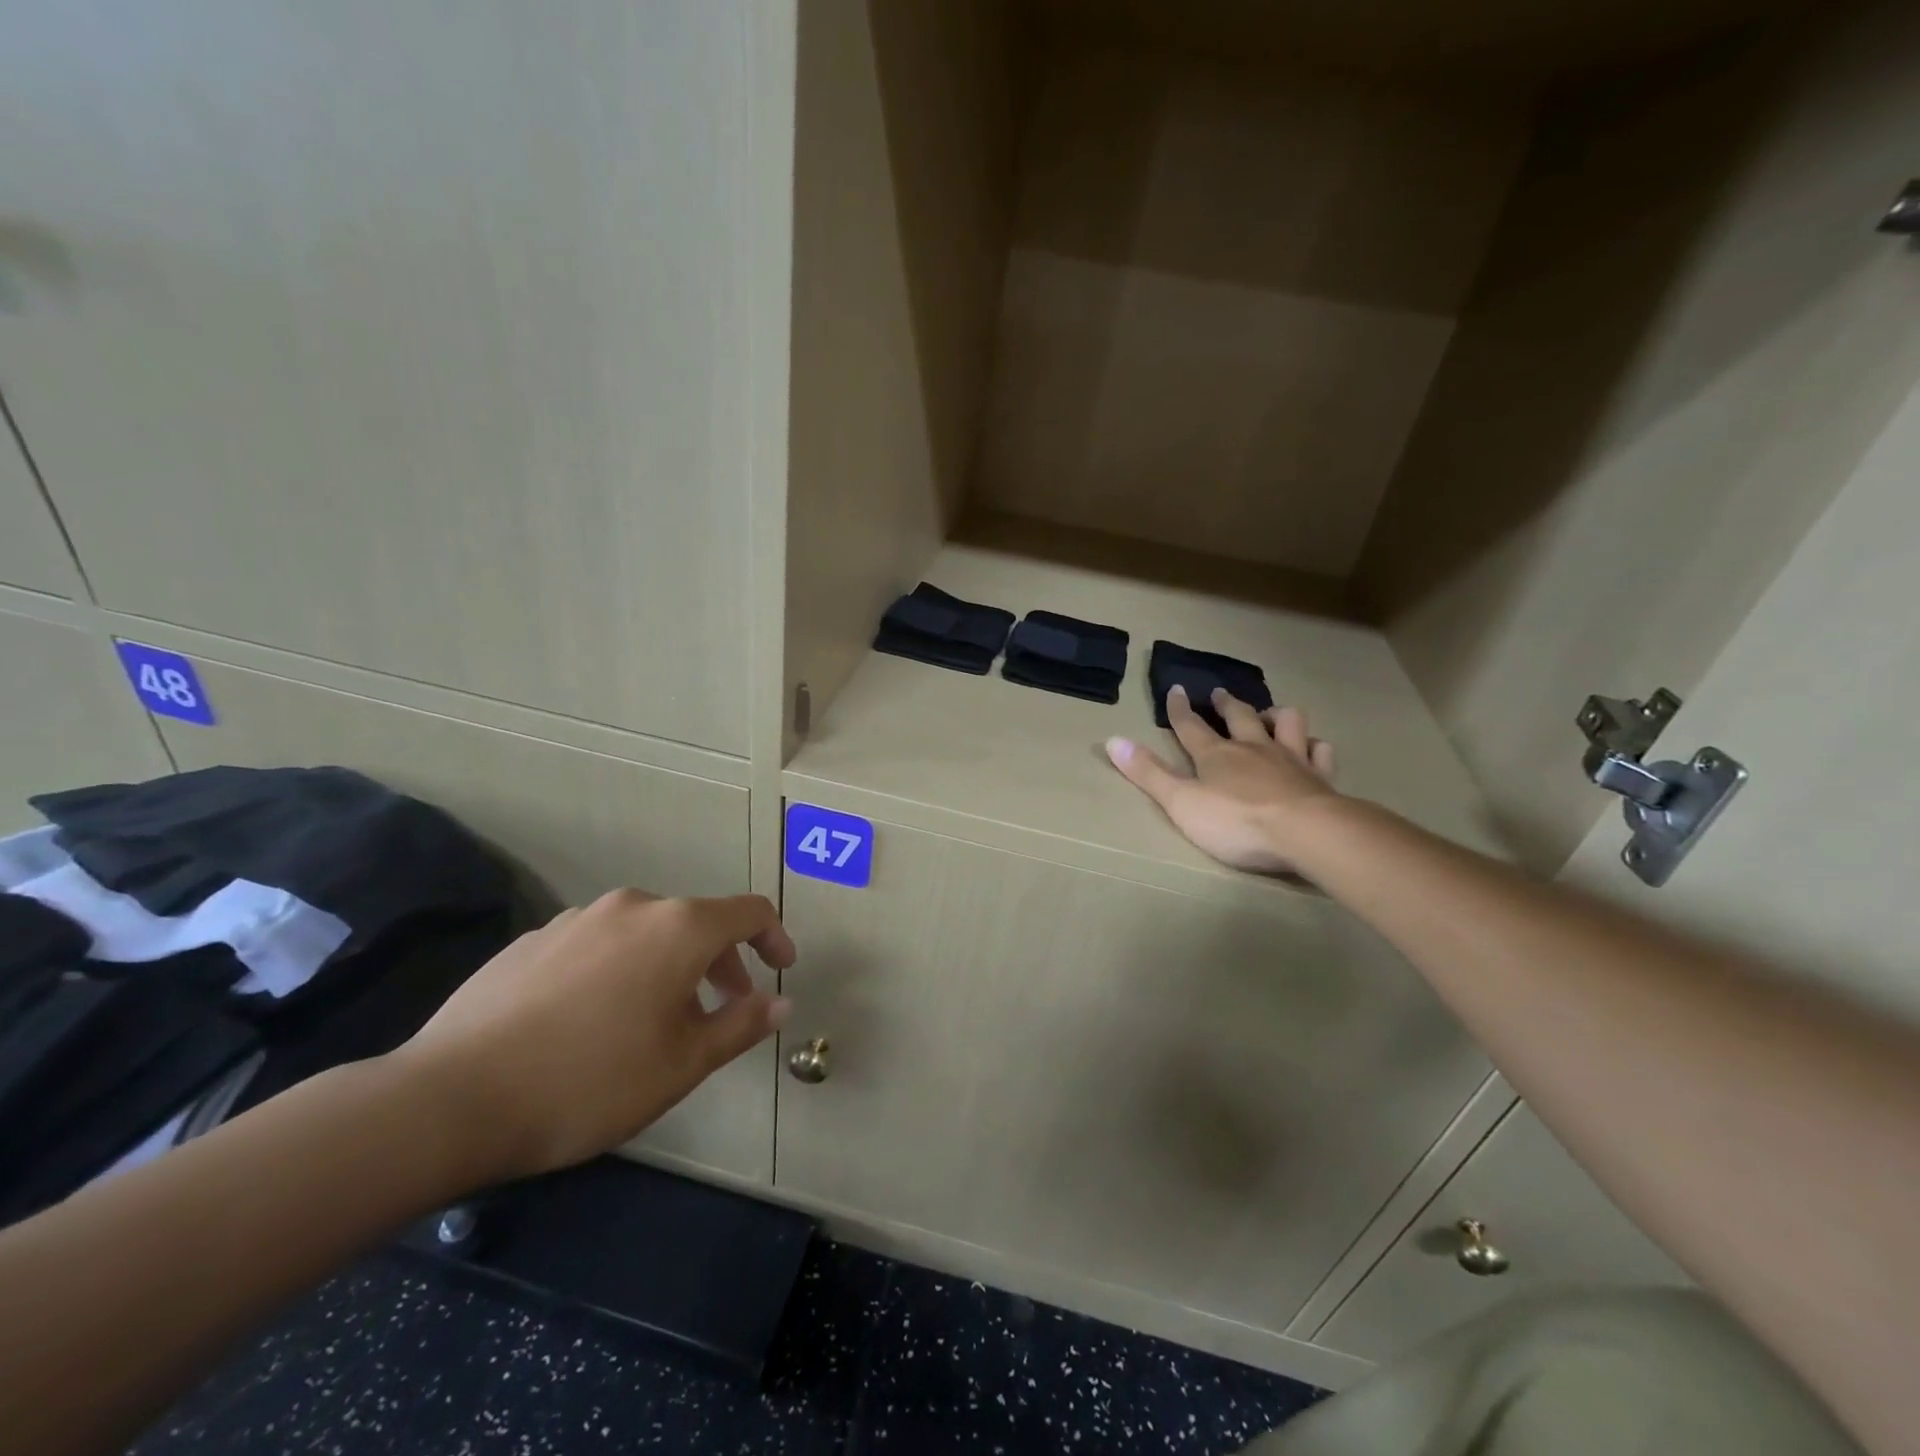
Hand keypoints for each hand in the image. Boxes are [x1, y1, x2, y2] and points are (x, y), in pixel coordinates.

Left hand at [391, 890, 794, 1182]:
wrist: (450, 1099)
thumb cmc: (590, 1081)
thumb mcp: (682, 1064)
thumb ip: (740, 1025)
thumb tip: (780, 1002)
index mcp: (677, 928)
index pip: (748, 912)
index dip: (773, 936)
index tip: (781, 969)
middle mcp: (632, 908)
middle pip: (695, 923)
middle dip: (720, 963)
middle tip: (722, 1011)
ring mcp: (577, 919)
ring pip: (645, 934)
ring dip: (668, 967)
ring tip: (654, 1023)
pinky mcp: (532, 940)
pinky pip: (597, 945)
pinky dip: (618, 970)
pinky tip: (591, 1022)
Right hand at [1106, 686, 1340, 873]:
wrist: (1306, 833)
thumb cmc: (1236, 822)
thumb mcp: (1180, 802)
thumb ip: (1148, 773)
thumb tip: (1112, 740)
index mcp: (1216, 755)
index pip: (1191, 726)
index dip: (1180, 709)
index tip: (1176, 689)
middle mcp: (1253, 749)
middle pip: (1239, 717)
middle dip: (1227, 704)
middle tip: (1221, 694)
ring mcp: (1291, 759)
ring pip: (1286, 723)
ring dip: (1275, 715)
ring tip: (1268, 714)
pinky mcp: (1320, 778)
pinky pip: (1320, 752)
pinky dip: (1315, 745)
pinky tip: (1313, 747)